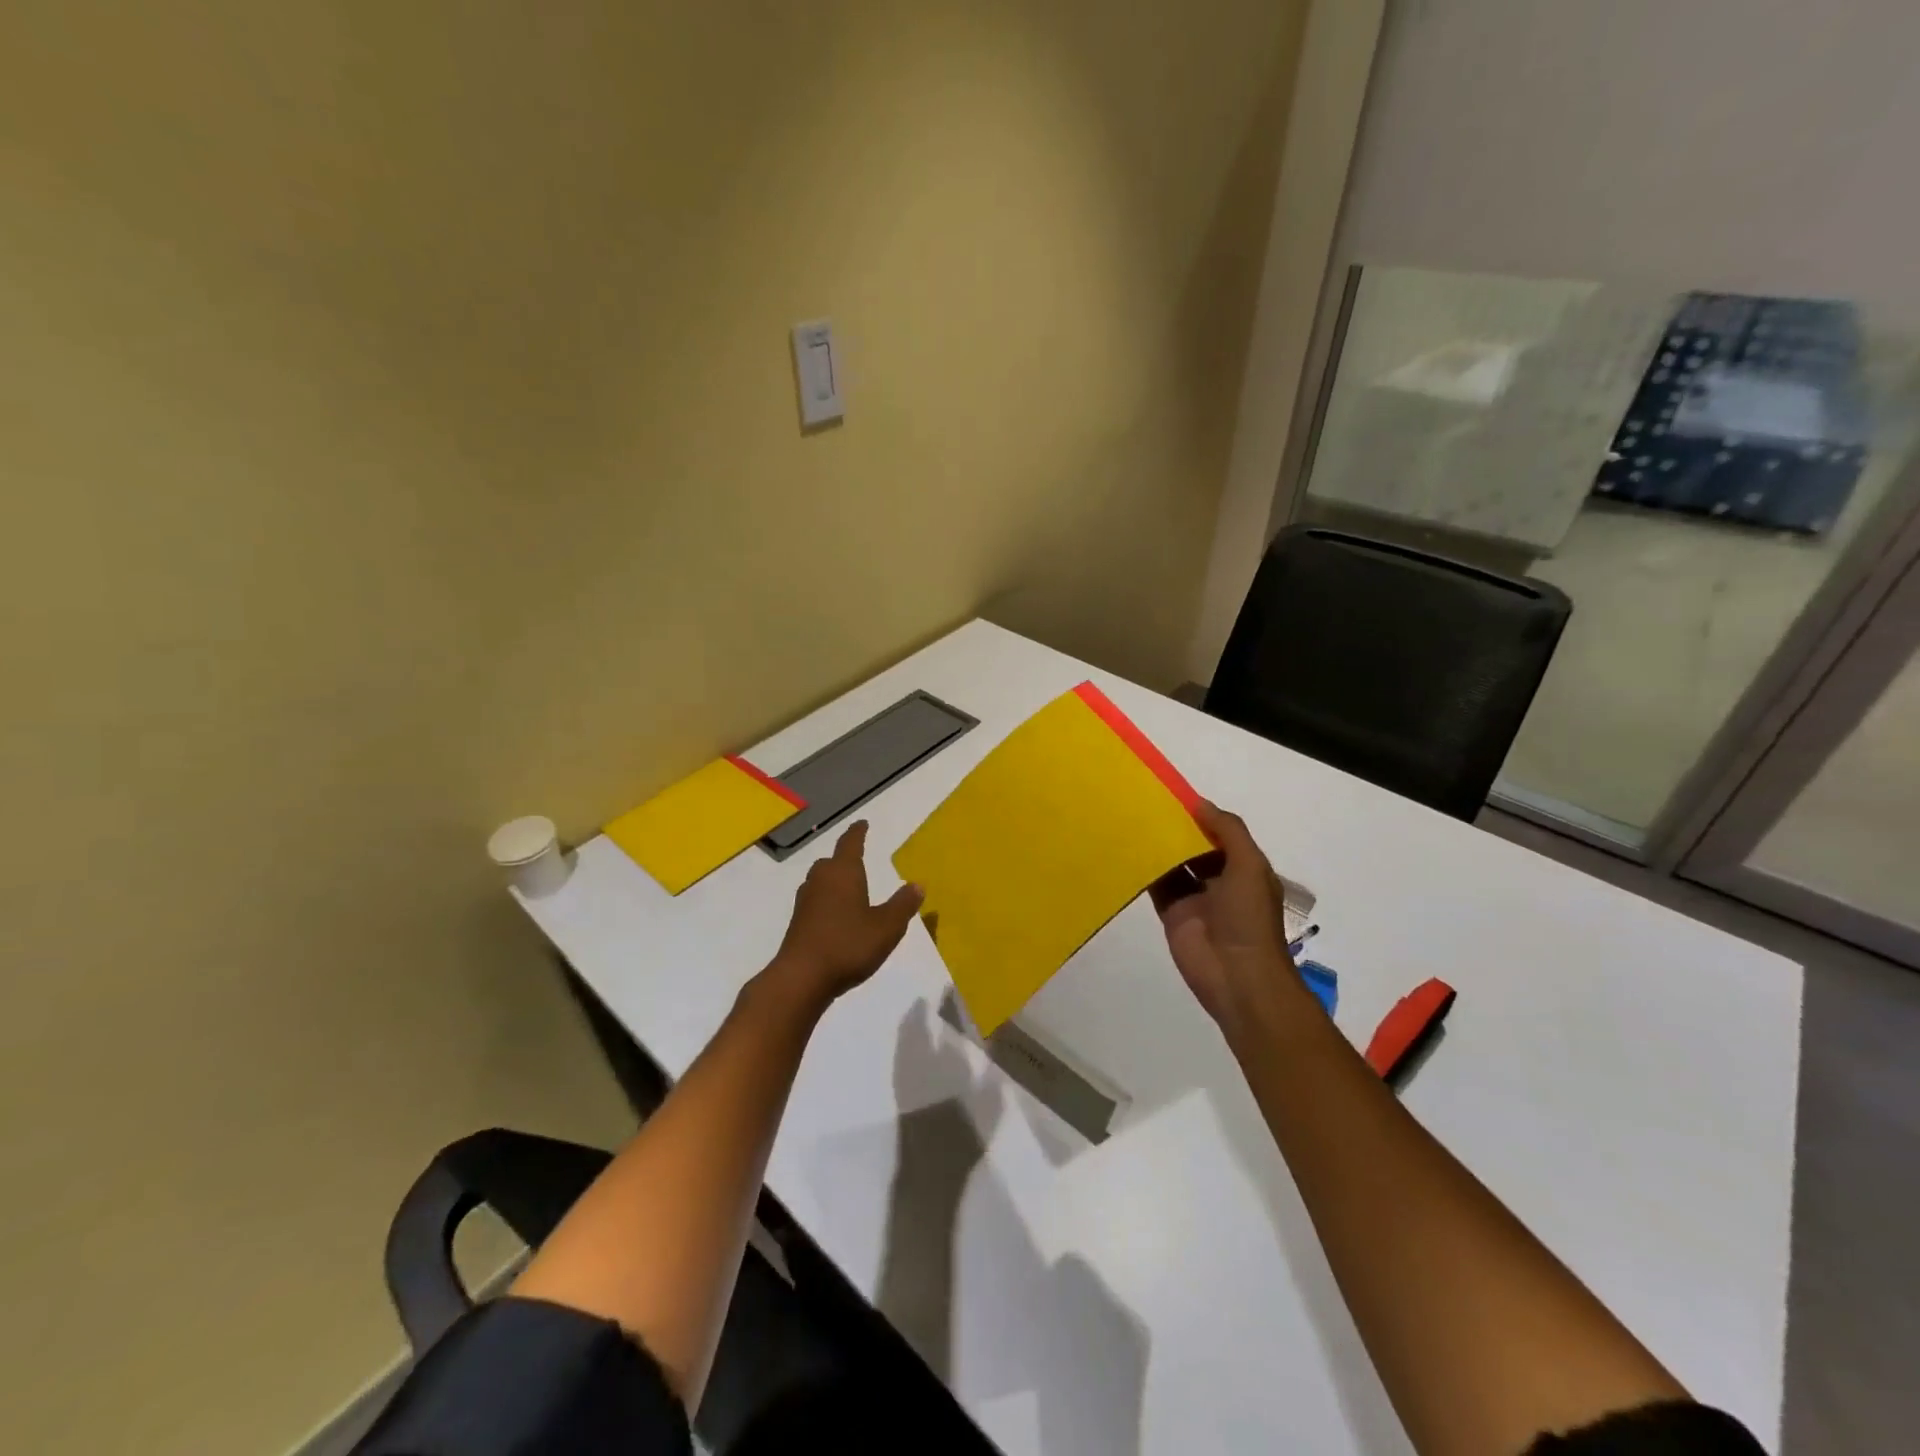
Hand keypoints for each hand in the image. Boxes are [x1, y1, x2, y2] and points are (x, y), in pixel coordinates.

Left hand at [770, 821, 923, 1010]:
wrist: (801, 977)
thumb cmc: (848, 945)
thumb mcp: (886, 927)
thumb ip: (902, 905)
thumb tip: (917, 885)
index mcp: (843, 872)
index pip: (851, 843)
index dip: (858, 832)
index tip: (862, 823)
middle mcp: (821, 880)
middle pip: (832, 861)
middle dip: (845, 858)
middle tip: (858, 858)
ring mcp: (805, 901)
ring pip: (821, 880)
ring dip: (834, 880)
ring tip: (849, 888)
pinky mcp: (797, 922)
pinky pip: (815, 900)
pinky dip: (827, 900)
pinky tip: (837, 916)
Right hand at [1149, 801, 1297, 1039]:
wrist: (1236, 976)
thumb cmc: (1249, 918)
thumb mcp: (1249, 866)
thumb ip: (1228, 831)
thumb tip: (1199, 803)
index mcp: (1245, 869)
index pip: (1221, 835)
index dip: (1202, 816)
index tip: (1175, 795)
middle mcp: (1220, 881)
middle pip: (1195, 847)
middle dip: (1177, 829)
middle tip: (1147, 803)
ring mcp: (1195, 898)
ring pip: (1174, 864)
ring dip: (1159, 846)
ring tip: (1133, 819)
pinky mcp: (1172, 913)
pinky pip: (1157, 885)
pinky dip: (1144, 870)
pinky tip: (1127, 850)